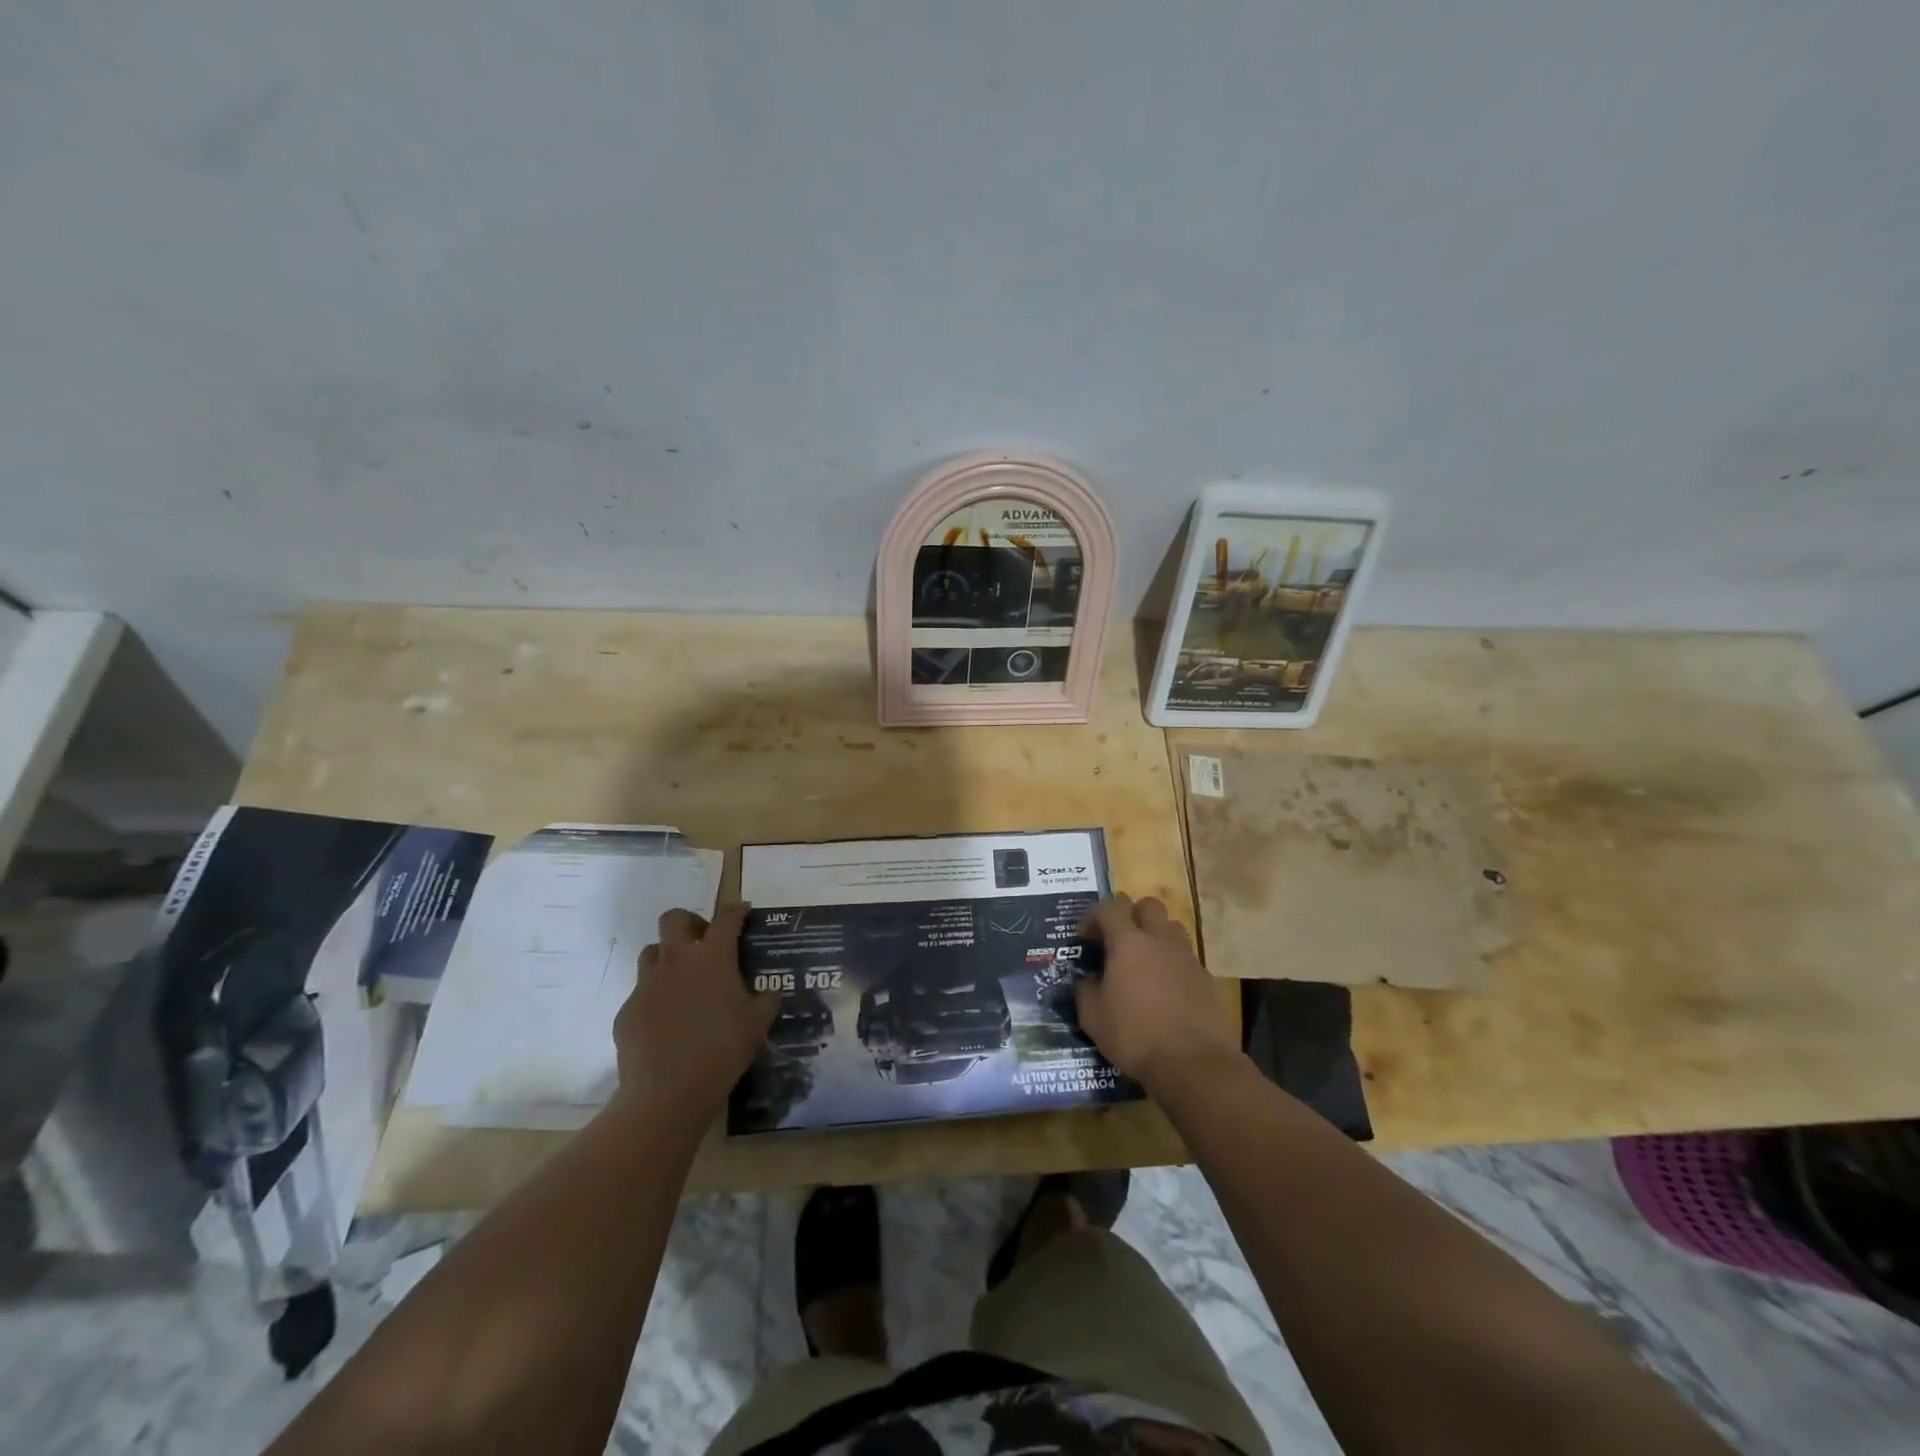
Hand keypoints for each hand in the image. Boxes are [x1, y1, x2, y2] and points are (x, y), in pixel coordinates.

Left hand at [614, 904, 780, 1116]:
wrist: (667, 1091)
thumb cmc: (722, 1049)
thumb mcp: (758, 1023)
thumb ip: (766, 1000)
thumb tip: (770, 993)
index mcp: (712, 957)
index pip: (726, 918)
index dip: (736, 910)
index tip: (742, 911)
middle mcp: (676, 961)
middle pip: (674, 919)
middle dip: (689, 922)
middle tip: (703, 942)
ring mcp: (646, 985)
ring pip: (651, 953)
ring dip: (667, 958)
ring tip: (682, 981)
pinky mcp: (627, 1011)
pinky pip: (641, 994)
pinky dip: (654, 1000)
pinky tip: (666, 1023)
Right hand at [1074, 894, 1239, 1093]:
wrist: (1193, 1063)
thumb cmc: (1135, 1036)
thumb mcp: (1093, 1018)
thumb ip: (1086, 990)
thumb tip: (1088, 980)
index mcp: (1128, 943)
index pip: (1111, 906)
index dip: (1095, 915)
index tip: (1086, 937)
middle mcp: (1160, 941)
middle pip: (1149, 905)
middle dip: (1132, 915)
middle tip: (1119, 941)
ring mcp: (1187, 958)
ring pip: (1172, 927)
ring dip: (1156, 936)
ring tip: (1144, 962)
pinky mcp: (1206, 978)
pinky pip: (1186, 957)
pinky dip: (1173, 964)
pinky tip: (1165, 990)